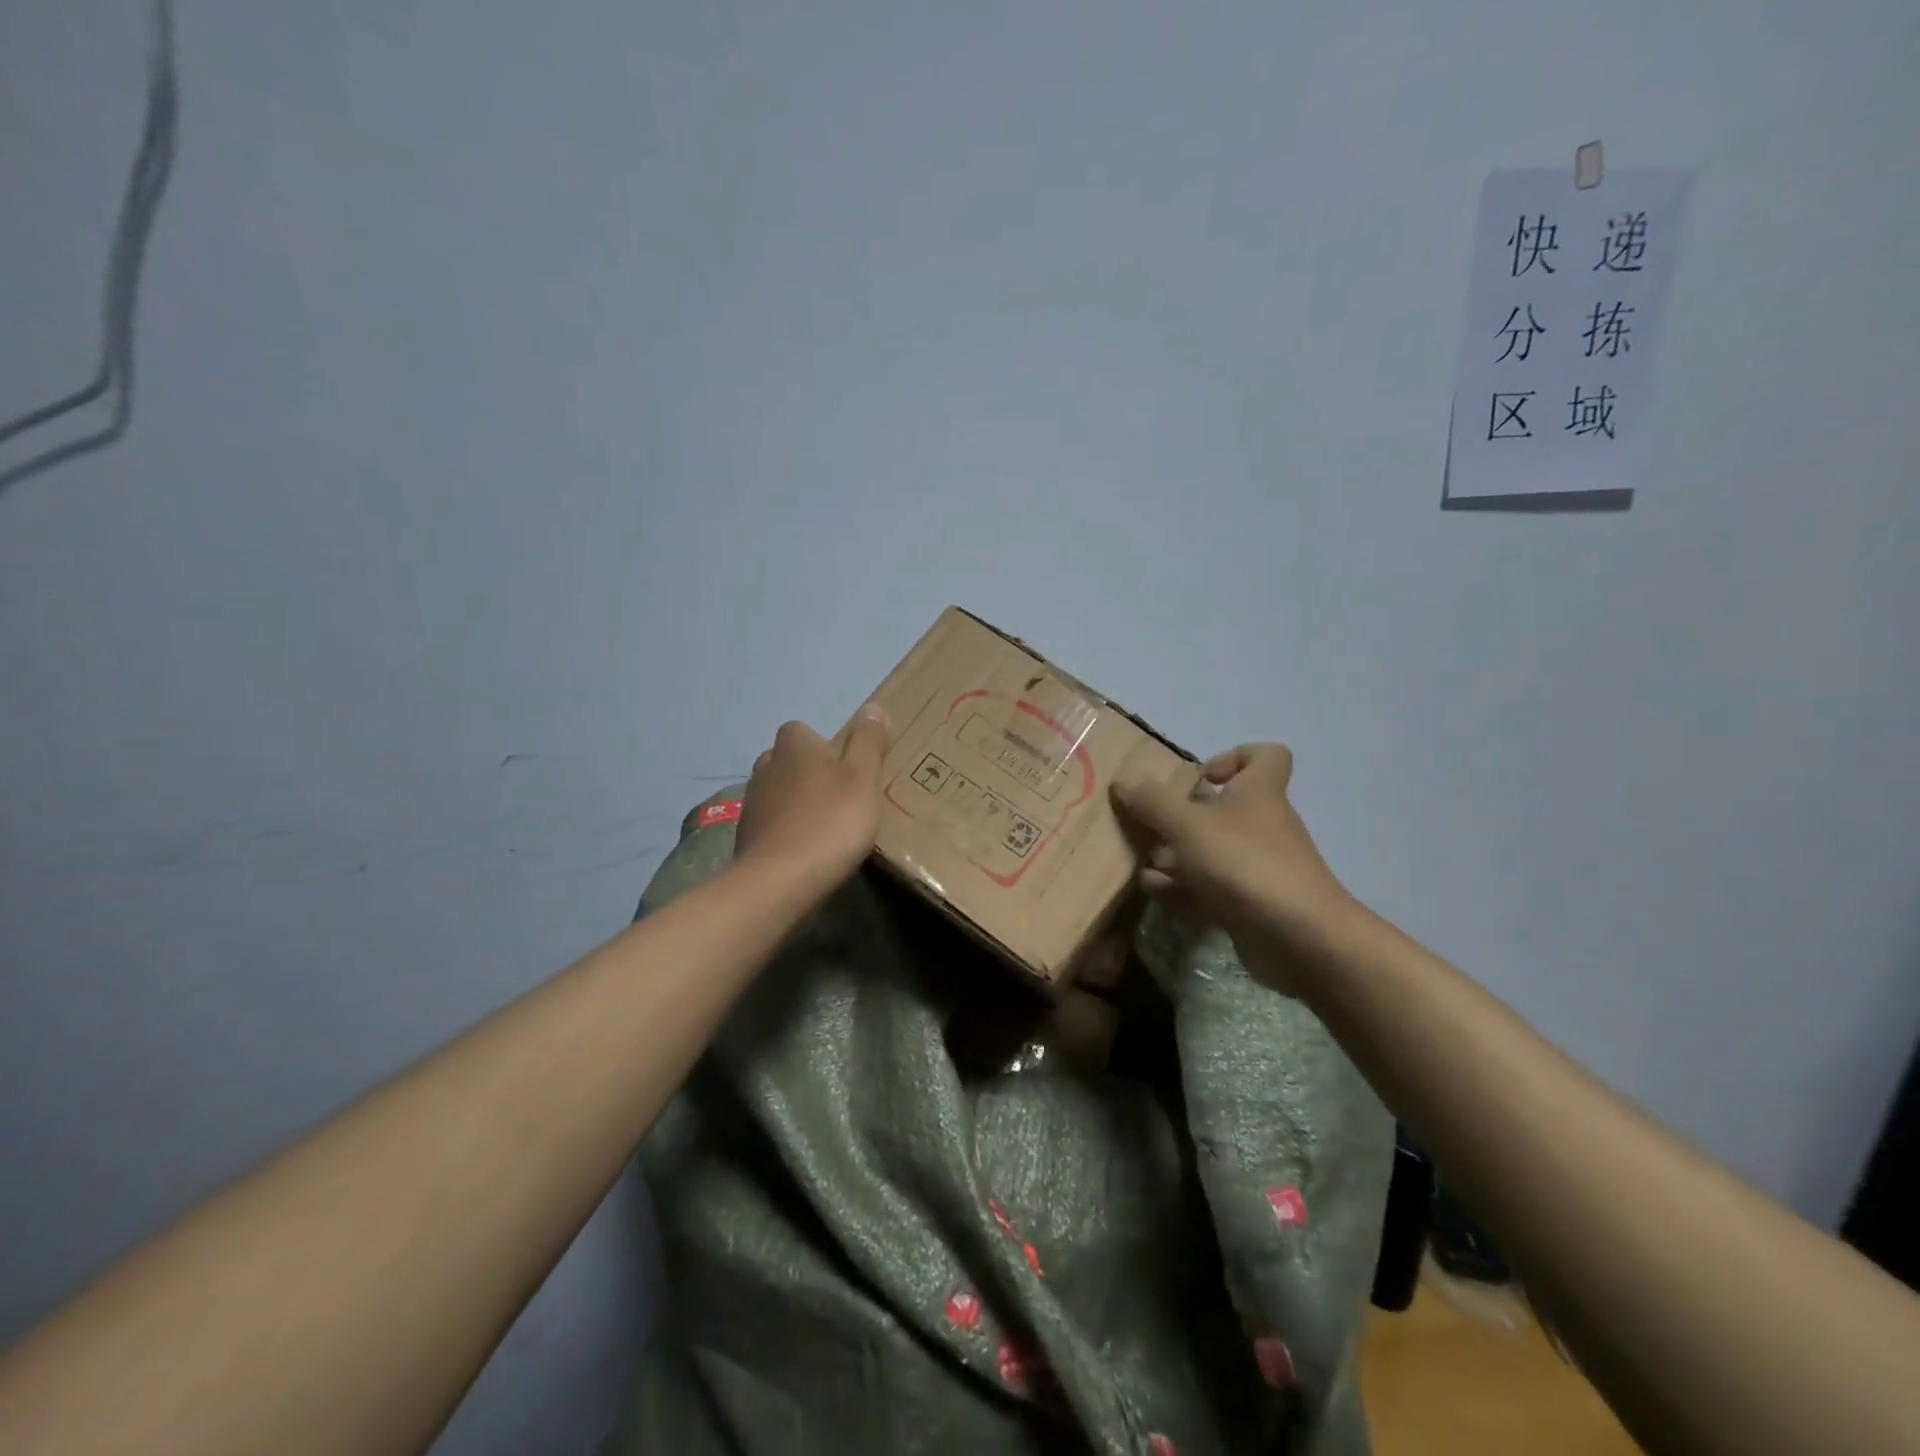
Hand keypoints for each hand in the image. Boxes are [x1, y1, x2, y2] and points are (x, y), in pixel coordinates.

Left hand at [733, 703, 890, 899]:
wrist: (780, 882)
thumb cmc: (830, 822)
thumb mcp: (864, 778)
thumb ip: (869, 742)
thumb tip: (873, 707)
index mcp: (793, 745)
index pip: (803, 731)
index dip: (825, 747)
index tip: (848, 770)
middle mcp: (766, 766)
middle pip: (790, 761)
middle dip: (810, 775)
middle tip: (840, 799)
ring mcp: (752, 803)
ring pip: (779, 793)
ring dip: (798, 805)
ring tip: (826, 829)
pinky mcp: (747, 837)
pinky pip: (772, 825)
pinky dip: (787, 833)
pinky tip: (807, 853)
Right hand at [1112, 744, 1355, 992]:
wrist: (1297, 936)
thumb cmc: (1244, 862)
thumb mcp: (1187, 825)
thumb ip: (1152, 802)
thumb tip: (1124, 780)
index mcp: (1258, 792)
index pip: (1265, 756)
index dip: (1234, 757)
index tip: (1200, 776)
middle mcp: (1262, 825)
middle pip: (1224, 808)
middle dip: (1182, 817)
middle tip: (1151, 825)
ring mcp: (1257, 867)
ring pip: (1212, 851)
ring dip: (1176, 856)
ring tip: (1142, 862)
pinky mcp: (1250, 904)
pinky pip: (1211, 888)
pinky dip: (1183, 888)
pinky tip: (1154, 892)